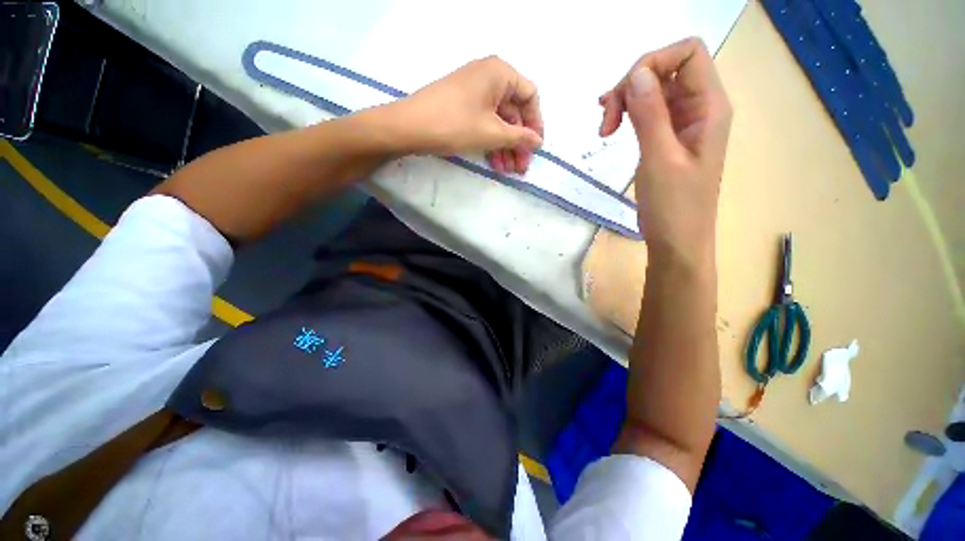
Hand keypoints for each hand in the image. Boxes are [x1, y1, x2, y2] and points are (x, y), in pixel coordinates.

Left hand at [396, 56, 543, 173]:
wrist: (410, 127)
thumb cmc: (455, 124)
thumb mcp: (492, 133)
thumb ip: (520, 137)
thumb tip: (538, 141)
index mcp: (500, 73)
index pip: (530, 97)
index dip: (536, 124)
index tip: (536, 148)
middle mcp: (489, 78)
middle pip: (514, 113)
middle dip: (518, 142)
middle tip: (521, 167)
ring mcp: (474, 93)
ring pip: (499, 121)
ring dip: (505, 147)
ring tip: (508, 171)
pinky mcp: (463, 107)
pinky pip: (485, 123)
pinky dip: (491, 143)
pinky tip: (495, 163)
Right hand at [599, 38, 731, 263]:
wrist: (677, 242)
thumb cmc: (674, 207)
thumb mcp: (660, 159)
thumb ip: (650, 114)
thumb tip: (636, 73)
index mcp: (710, 107)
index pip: (687, 53)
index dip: (652, 62)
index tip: (623, 96)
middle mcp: (700, 107)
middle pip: (666, 69)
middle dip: (632, 86)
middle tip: (605, 122)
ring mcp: (684, 124)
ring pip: (654, 91)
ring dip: (626, 101)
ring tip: (604, 128)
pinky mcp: (669, 138)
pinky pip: (649, 112)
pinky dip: (628, 114)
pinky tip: (610, 126)